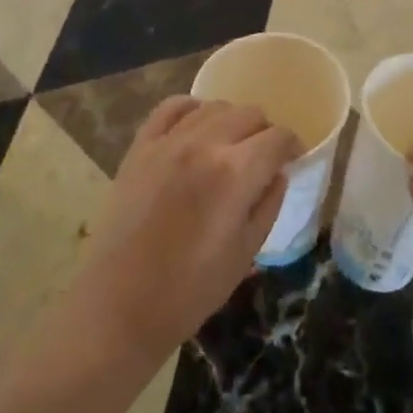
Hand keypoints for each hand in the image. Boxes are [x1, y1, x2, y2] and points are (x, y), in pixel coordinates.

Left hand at [61, 97, 300, 363]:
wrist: (119, 306)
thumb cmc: (190, 290)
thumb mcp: (245, 253)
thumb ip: (268, 204)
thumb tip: (278, 173)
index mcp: (235, 172)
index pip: (278, 138)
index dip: (292, 146)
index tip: (293, 160)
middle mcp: (205, 144)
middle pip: (250, 114)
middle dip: (264, 133)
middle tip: (262, 159)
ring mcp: (169, 141)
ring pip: (215, 106)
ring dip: (232, 122)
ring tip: (230, 147)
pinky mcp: (141, 146)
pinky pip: (172, 107)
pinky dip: (192, 109)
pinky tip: (197, 128)